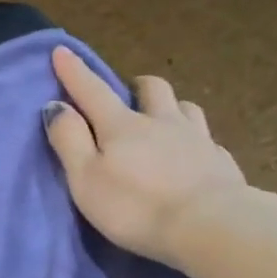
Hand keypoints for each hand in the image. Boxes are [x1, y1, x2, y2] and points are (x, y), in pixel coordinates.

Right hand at [43, 46, 248, 267]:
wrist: (209, 227)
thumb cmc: (136, 207)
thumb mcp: (86, 179)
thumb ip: (69, 141)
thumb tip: (56, 106)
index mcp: (122, 126)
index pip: (92, 91)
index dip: (74, 72)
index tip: (61, 51)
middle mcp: (162, 122)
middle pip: (151, 89)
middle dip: (135, 86)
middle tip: (127, 93)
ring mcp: (197, 139)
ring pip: (184, 107)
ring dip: (170, 107)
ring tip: (163, 119)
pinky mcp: (220, 162)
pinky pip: (206, 139)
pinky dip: (194, 139)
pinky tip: (193, 153)